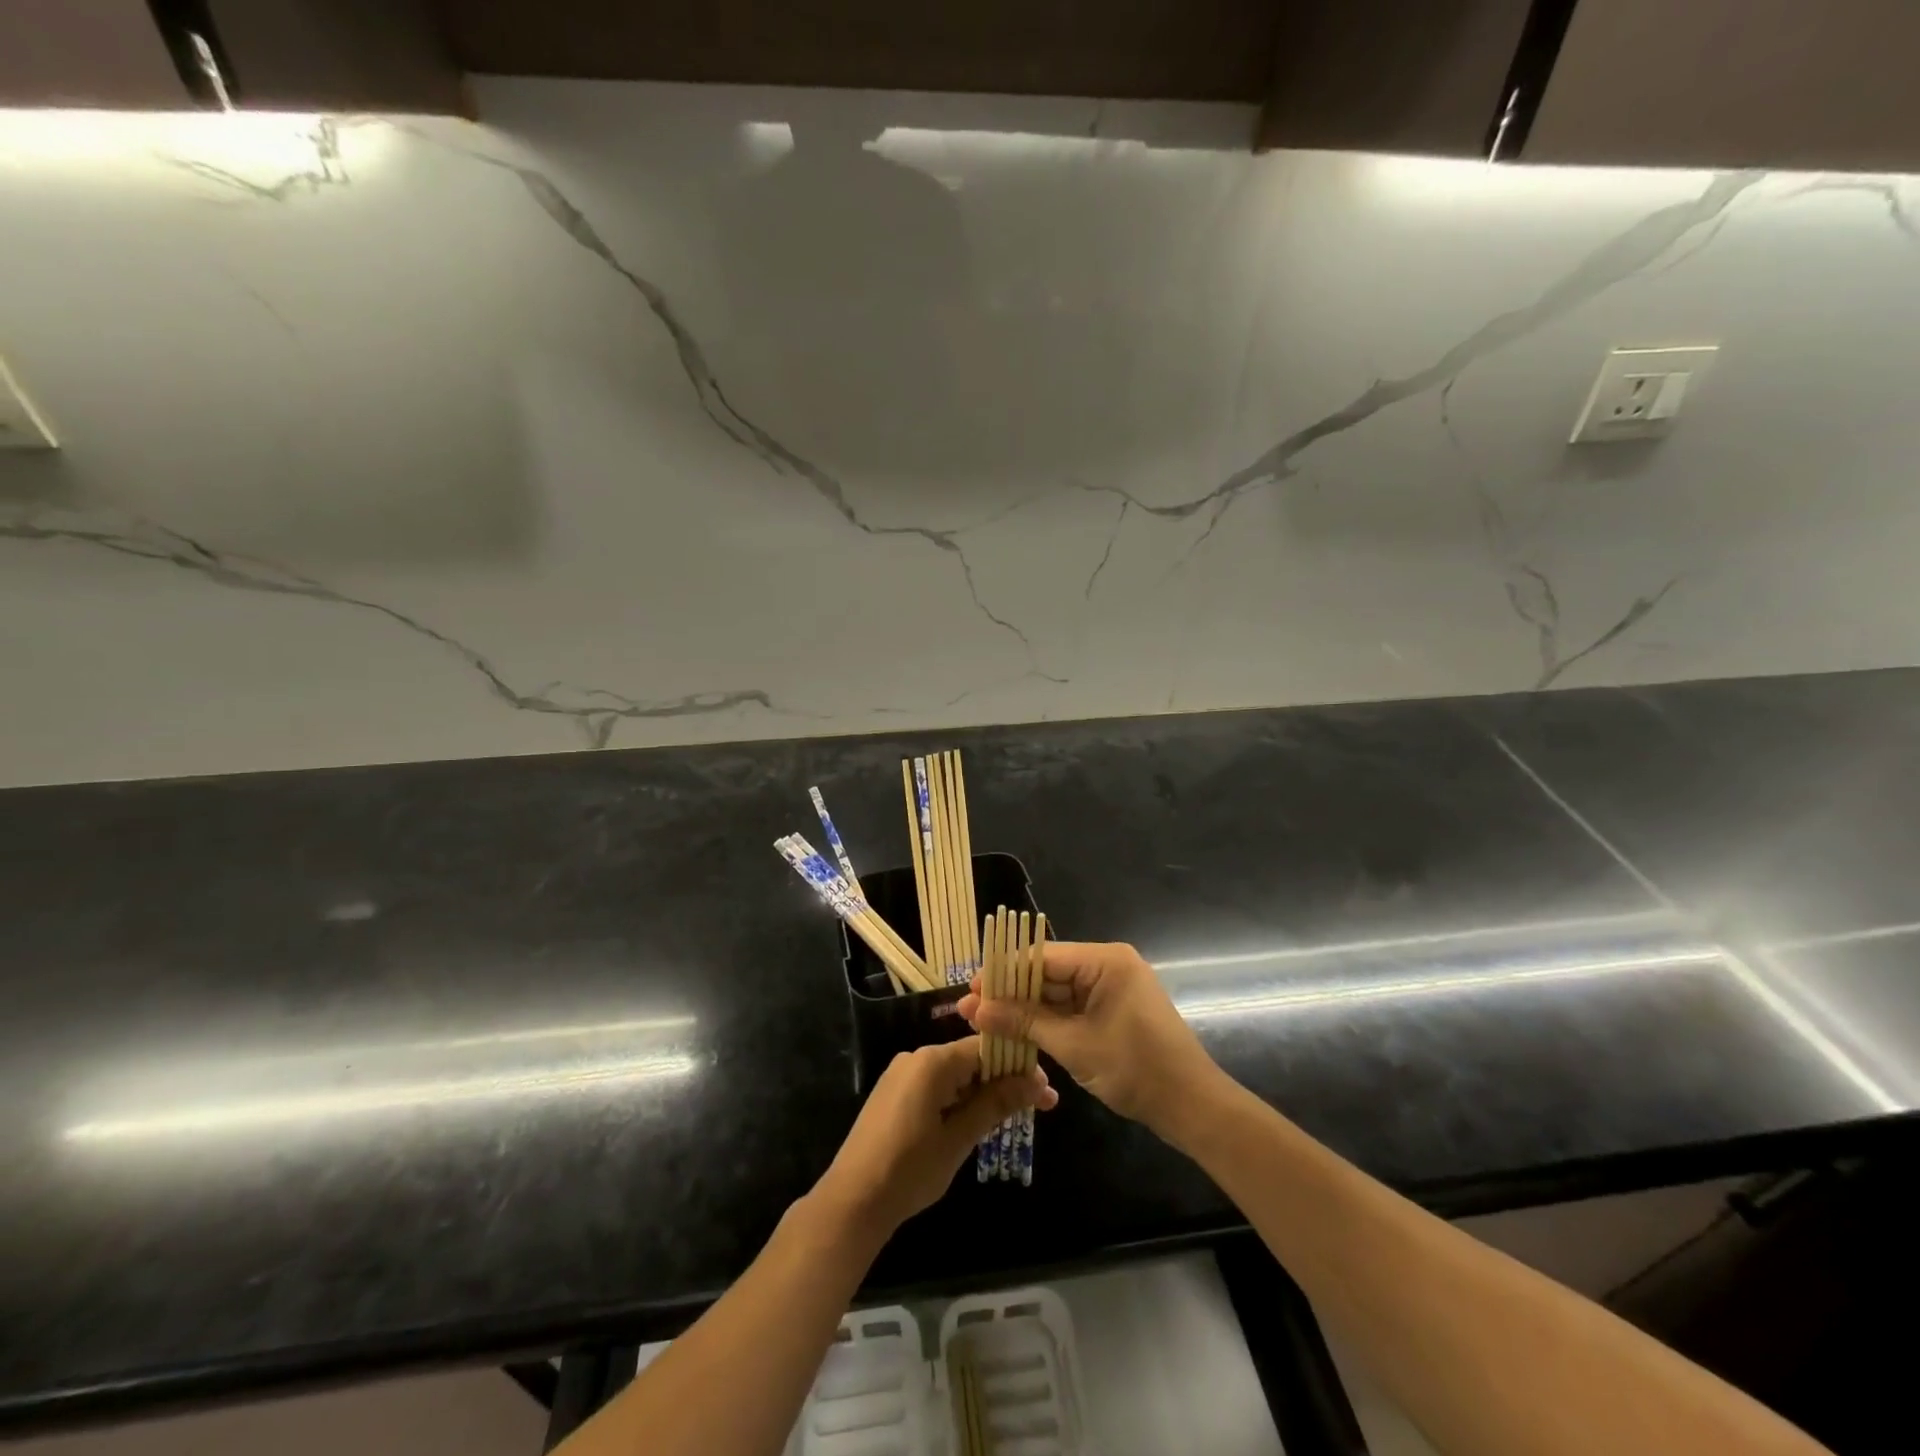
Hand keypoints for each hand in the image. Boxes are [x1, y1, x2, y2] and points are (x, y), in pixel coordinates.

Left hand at [813, 1037, 1055, 1242]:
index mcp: (931, 1062)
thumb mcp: (958, 1139)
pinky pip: (937, 1086)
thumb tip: (1035, 1082)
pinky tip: (978, 1120)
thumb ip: (995, 1105)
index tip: (1045, 1089)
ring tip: (1014, 1116)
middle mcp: (916, 1058)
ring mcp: (902, 1075)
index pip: (985, 1048)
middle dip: (1004, 1080)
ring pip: (955, 1075)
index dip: (1017, 1065)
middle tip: (1039, 1106)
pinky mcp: (894, 1094)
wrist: (852, 1202)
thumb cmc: (908, 1170)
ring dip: (983, 1093)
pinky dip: (960, 1100)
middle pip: (970, 1059)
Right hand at [958, 942, 1218, 1139]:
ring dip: (1026, 1009)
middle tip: (973, 1012)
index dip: (1003, 973)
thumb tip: (975, 1008)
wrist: (1192, 1107)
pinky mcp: (1114, 1009)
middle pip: (1048, 972)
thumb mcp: (1073, 1044)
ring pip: (1057, 991)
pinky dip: (1048, 1021)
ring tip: (987, 1024)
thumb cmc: (1135, 1068)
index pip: (1041, 956)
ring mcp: (1113, 987)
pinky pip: (1073, 1007)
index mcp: (1105, 960)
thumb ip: (1023, 1022)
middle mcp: (1108, 964)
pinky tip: (1019, 1033)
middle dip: (1011, 993)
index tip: (971, 991)